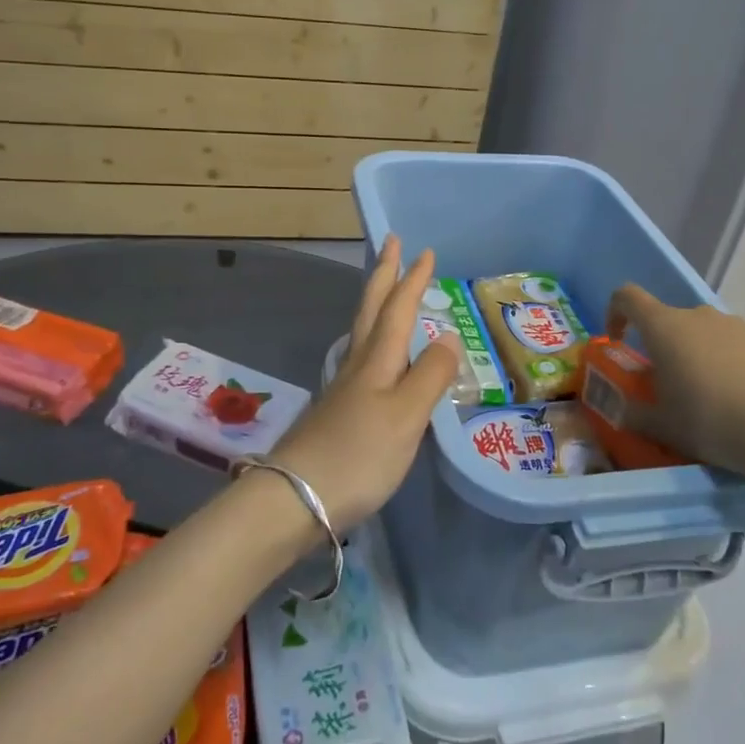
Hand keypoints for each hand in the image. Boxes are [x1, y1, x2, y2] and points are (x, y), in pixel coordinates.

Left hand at [270, 238, 459, 530]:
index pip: (398, 309)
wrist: (295, 498)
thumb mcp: (406, 415)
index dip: (412, 280)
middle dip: (384, 276)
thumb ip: (430, 375)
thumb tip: (448, 335)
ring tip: (386, 290)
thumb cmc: (358, 454)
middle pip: (371, 310)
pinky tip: (375, 355)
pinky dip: (373, 340)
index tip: (424, 252)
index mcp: (376, 360)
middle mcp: (357, 365)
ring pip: (362, 331)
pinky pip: (360, 358)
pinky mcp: (337, 412)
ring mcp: (343, 388)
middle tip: (392, 245)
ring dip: (376, 303)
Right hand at [606, 285, 744, 488]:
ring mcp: (734, 324)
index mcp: (663, 326)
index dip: (615, 313)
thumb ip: (634, 414)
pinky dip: (726, 364)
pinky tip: (738, 399)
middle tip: (667, 388)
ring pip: (702, 334)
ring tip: (707, 398)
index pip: (627, 297)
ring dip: (695, 356)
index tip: (619, 341)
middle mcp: (697, 315)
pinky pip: (732, 345)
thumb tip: (621, 410)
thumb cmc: (708, 419)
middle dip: (661, 347)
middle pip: (668, 320)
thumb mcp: (661, 425)